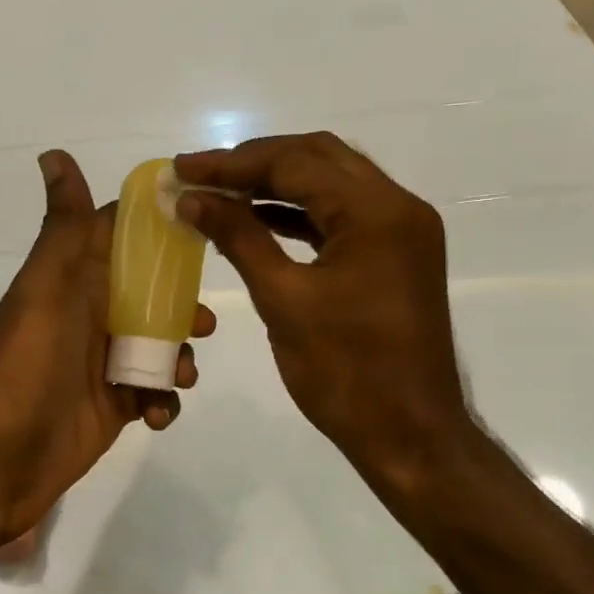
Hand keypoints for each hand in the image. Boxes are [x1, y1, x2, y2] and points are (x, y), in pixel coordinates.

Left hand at [0, 150, 213, 557]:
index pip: (125, 241)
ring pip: (160, 346)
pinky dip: (165, 400)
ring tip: (178, 375)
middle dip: (183, 306)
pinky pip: (154, 394)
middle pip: (152, 297)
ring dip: (178, 357)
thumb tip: (53, 153)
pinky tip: (157, 414)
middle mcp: (91, 316)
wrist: (0, 455)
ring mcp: (103, 364)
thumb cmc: (30, 360)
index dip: (162, 232)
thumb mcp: (49, 284)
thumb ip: (66, 226)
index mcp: (77, 280)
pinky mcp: (114, 406)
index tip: (208, 225)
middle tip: (202, 323)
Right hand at [174, 133, 471, 506]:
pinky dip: (298, 212)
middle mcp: (398, 206)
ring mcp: (401, 230)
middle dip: (255, 163)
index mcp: (377, 212)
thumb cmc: (346, 372)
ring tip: (220, 193)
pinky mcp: (394, 253)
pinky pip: (340, 215)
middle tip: (201, 175)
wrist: (410, 435)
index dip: (232, 163)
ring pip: (330, 183)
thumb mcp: (283, 299)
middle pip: (318, 158)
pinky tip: (257, 219)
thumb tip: (192, 197)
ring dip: (276, 183)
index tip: (182, 166)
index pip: (296, 164)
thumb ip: (238, 237)